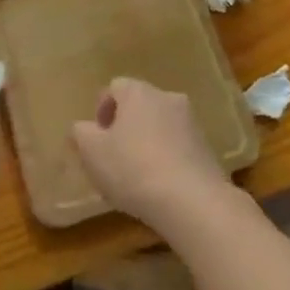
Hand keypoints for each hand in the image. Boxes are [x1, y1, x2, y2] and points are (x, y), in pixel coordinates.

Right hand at [71, 78, 235, 233]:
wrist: (193, 202)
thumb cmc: (133, 169)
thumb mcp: (92, 153)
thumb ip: (81, 134)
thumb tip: (83, 128)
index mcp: (138, 92)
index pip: (114, 87)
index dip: (102, 110)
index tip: (96, 139)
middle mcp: (167, 97)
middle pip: (140, 105)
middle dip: (125, 126)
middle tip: (114, 156)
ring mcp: (192, 123)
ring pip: (161, 125)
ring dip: (148, 142)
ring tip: (138, 175)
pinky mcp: (208, 149)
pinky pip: (179, 146)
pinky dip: (168, 158)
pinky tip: (161, 186)